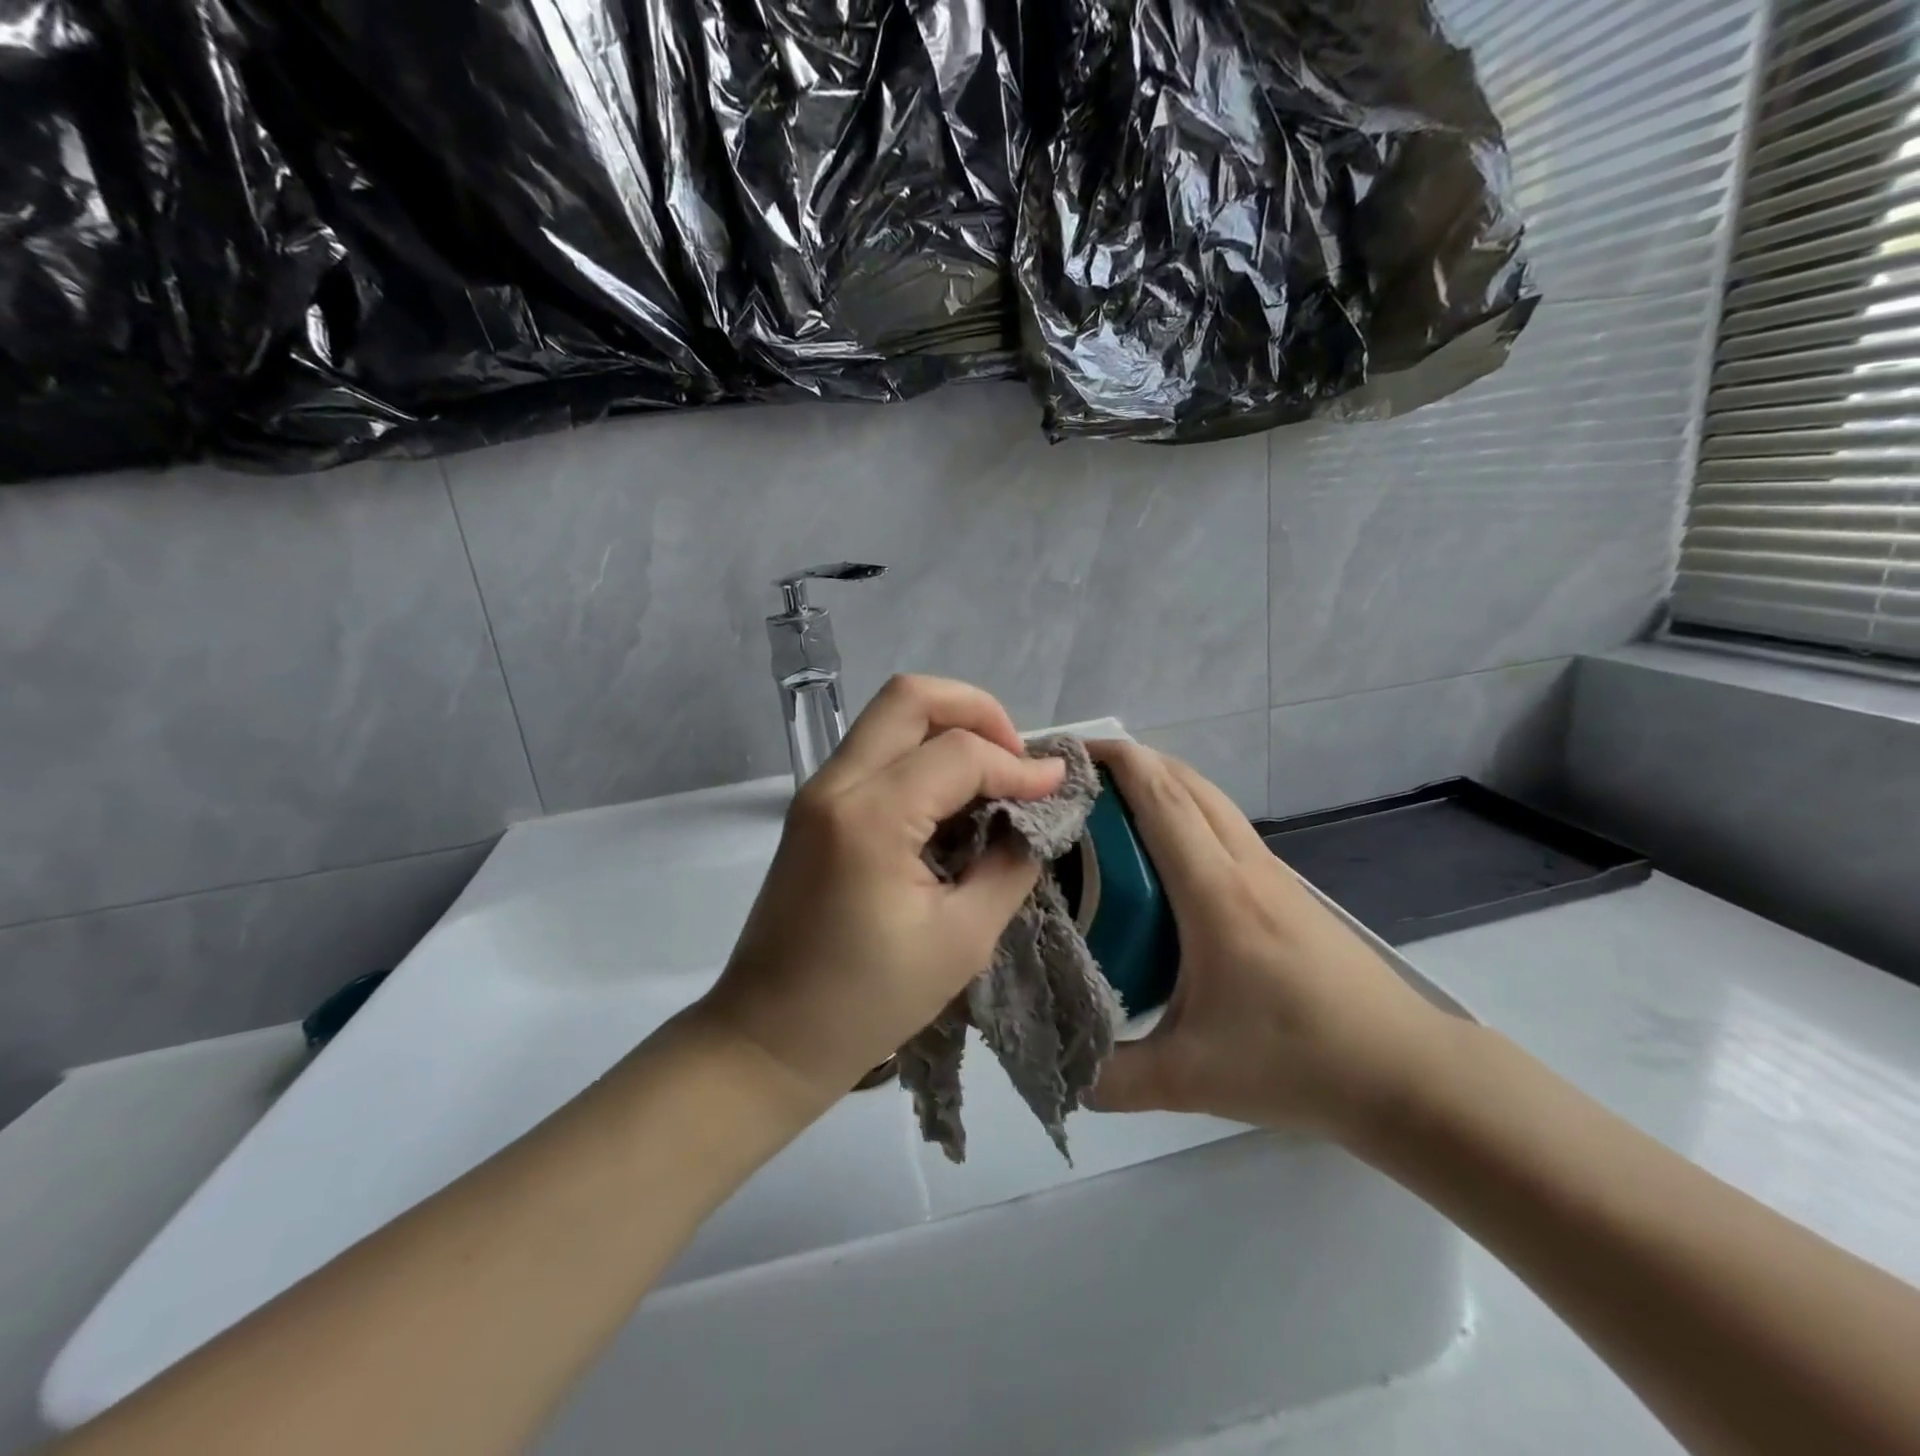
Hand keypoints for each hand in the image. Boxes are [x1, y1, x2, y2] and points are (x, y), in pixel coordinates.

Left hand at [696, 675, 1065, 1116]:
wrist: (770, 1038)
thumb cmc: (868, 1001)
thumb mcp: (963, 939)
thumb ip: (1010, 864)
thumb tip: (1035, 817)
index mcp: (870, 817)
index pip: (959, 753)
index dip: (1017, 765)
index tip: (1056, 789)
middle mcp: (835, 785)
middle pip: (910, 696)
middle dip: (977, 711)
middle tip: (1016, 758)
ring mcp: (817, 792)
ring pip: (889, 717)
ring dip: (948, 730)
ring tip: (991, 777)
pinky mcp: (814, 809)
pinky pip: (875, 752)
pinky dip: (921, 756)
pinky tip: (953, 801)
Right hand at [1087, 742, 1453, 1139]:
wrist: (1407, 1073)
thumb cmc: (1298, 1061)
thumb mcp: (1191, 1078)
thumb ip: (1113, 1077)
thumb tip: (1057, 1068)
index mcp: (1216, 894)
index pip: (1162, 801)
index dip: (1116, 762)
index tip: (1071, 752)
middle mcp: (1245, 866)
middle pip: (1186, 783)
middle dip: (1132, 761)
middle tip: (1079, 775)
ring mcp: (1272, 874)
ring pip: (1211, 800)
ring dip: (1162, 782)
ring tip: (1113, 801)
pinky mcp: (1286, 890)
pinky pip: (1225, 826)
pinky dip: (1186, 810)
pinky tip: (1165, 850)